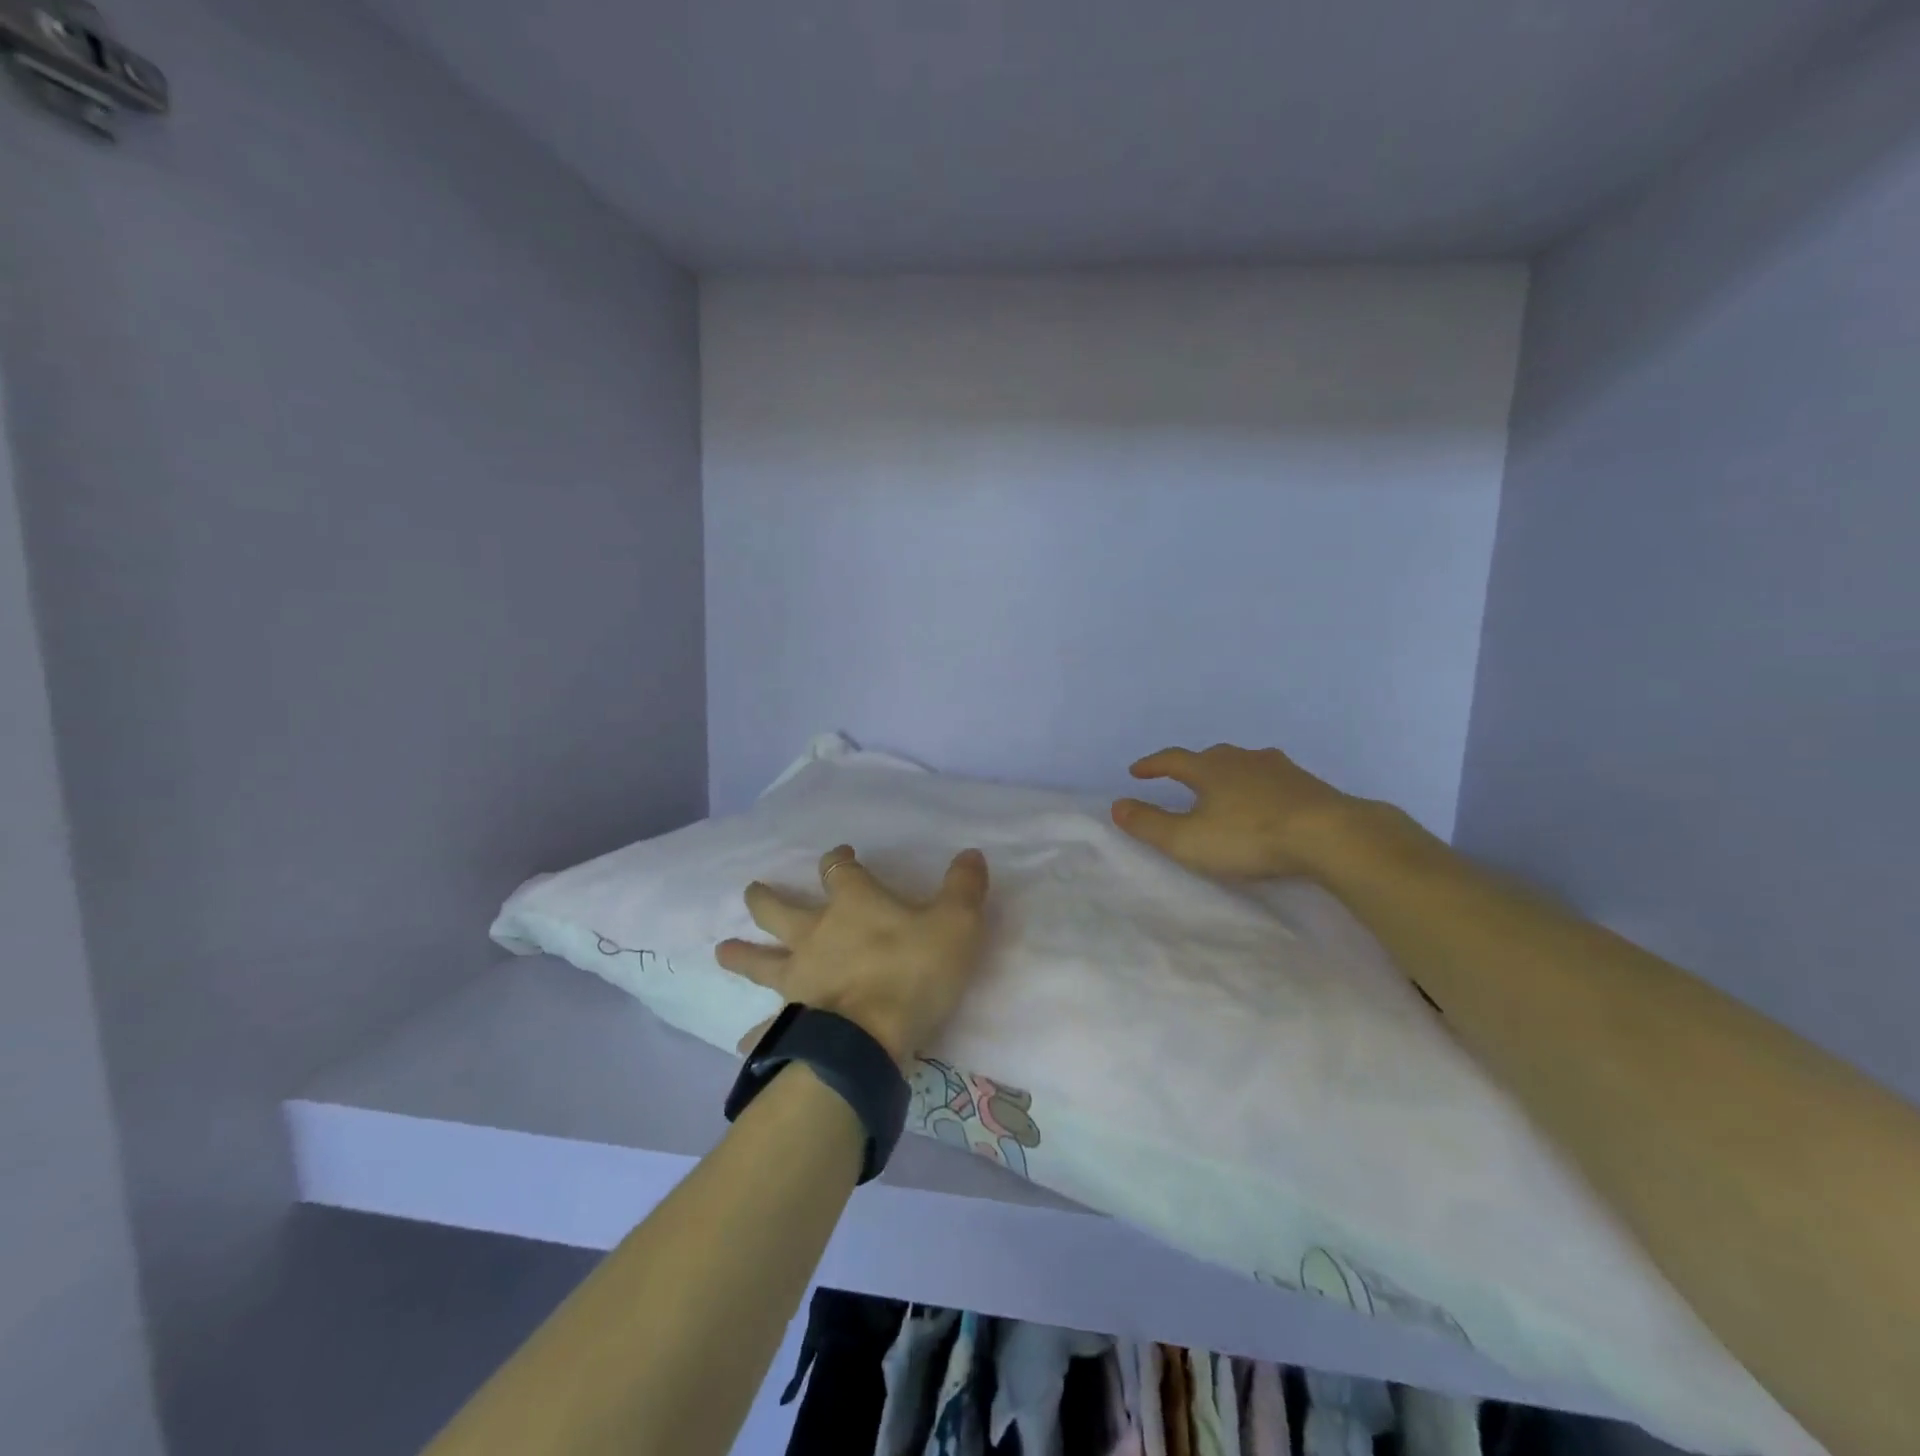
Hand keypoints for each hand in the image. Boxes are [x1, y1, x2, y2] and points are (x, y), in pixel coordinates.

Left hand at [716, 845, 990, 1066]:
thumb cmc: (912, 972)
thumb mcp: (957, 924)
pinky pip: (767, 1028)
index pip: (839, 869)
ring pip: (760, 961)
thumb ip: (965, 887)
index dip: (839, 859)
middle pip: (780, 909)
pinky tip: (741, 1044)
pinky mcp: (792, 1019)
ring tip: (721, 951)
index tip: (841, 854)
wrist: (869, 1040)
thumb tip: (971, 854)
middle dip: (767, 898)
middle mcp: (815, 934)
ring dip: (741, 954)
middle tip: (752, 891)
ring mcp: (797, 978)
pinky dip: (756, 1035)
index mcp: (852, 904)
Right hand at [1111, 744, 1368, 879]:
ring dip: (1228, 775)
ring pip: (1244, 765)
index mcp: (1209, 768)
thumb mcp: (1188, 840)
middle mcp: (1242, 759)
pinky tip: (1267, 802)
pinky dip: (1259, 787)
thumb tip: (1116, 805)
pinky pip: (1272, 779)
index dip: (1152, 765)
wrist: (1330, 835)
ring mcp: (1279, 768)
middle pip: (1210, 757)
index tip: (1136, 772)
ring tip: (1224, 790)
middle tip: (1181, 780)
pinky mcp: (1308, 784)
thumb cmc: (1250, 837)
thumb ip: (1149, 824)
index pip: (1172, 760)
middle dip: (1192, 767)